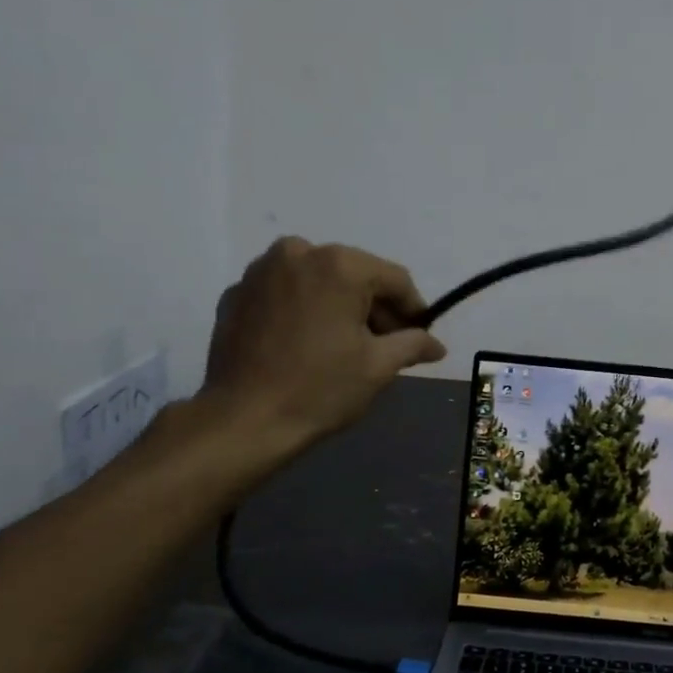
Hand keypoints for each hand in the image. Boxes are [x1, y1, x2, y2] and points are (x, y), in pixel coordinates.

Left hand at [200, 237, 445, 462]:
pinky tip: (305, 344)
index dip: (413, 309)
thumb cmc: (321, 388)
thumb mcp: (379, 366)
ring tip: (343, 344)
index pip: (394, 279)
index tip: (420, 336)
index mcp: (339, 265)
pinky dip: (301, 310)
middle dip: (374, 307)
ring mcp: (260, 271)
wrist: (243, 420)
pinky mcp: (235, 294)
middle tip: (385, 345)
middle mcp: (298, 253)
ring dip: (337, 305)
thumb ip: (413, 344)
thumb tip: (437, 345)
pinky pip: (284, 293)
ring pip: (317, 280)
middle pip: (354, 275)